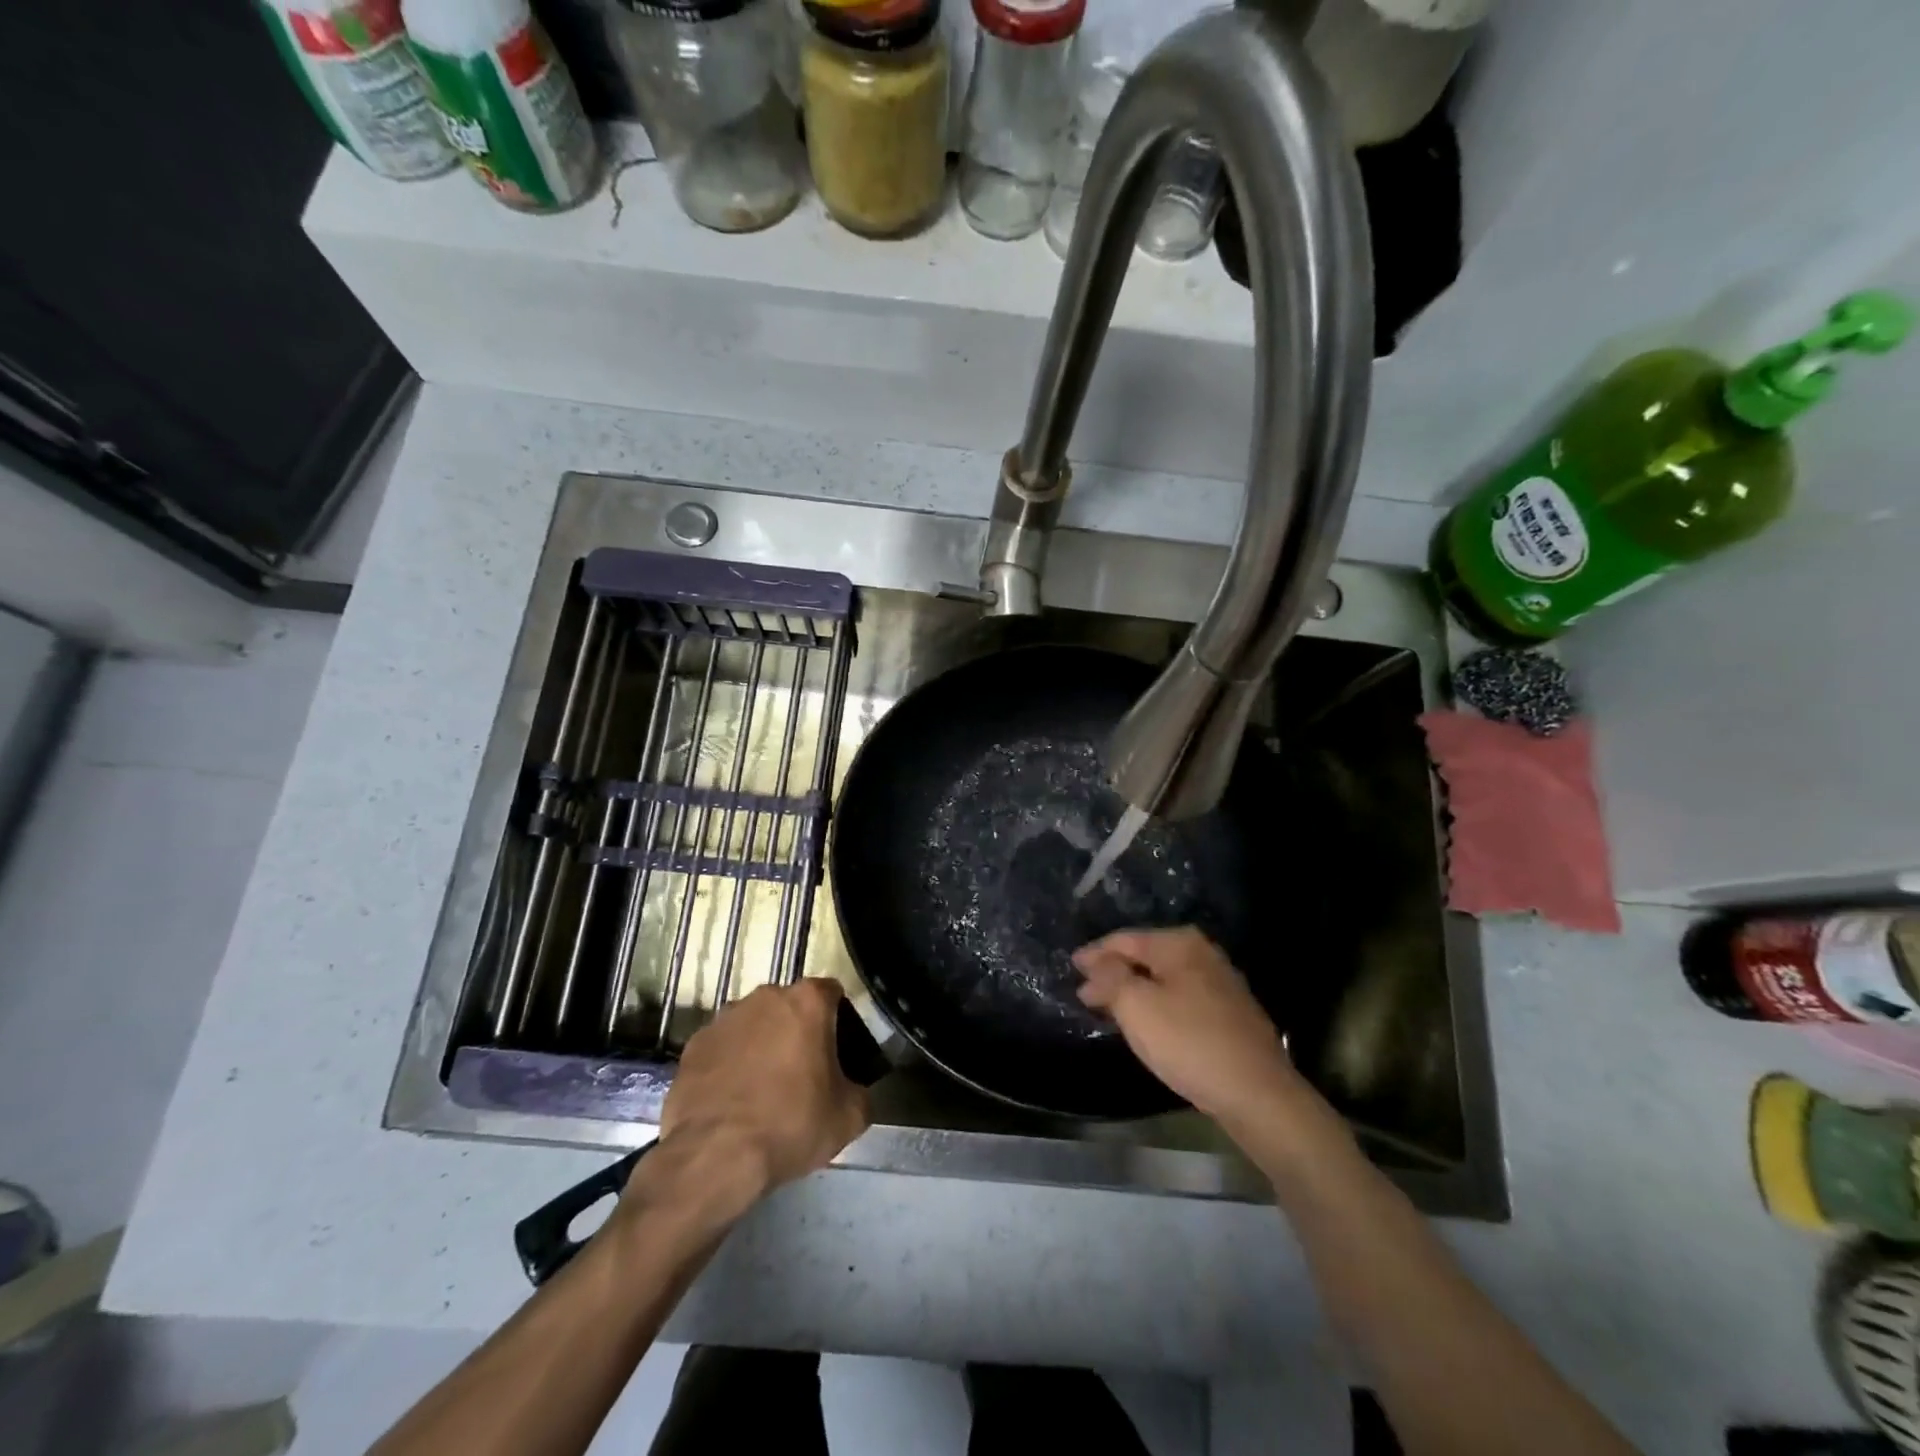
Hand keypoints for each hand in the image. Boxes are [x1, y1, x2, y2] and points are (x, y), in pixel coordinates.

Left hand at [641, 980, 869, 1221]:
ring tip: (763, 1089)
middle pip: (790, 1006)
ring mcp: (724, 1018)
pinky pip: (723, 1047)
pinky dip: (730, 1064)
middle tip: (804, 1073)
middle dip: (798, 1030)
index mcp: (807, 1001)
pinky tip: (733, 1100)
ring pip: (754, 1024)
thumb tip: (852, 1090)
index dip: (839, 1020)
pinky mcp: (694, 1044)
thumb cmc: (790, 1125)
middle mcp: (765, 996)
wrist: (713, 1158)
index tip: (839, 1051)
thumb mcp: (849, 1117)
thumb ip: (860, 1091)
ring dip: (762, 1045)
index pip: (832, 993)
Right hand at [1074, 928, 1304, 1135]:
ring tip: (1109, 1006)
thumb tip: (1095, 963)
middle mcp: (1202, 953)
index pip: (1124, 940)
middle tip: (1085, 991)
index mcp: (1179, 943)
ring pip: (1163, 978)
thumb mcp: (1136, 1006)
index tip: (1071, 967)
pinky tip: (1147, 1020)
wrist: (1257, 1093)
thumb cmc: (1189, 1042)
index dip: (1094, 954)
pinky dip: (1157, 1003)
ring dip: (1134, 989)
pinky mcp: (1230, 1012)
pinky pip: (1180, 997)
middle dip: (1114, 972)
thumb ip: (1110, 977)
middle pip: (1145, 956)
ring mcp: (1220, 982)